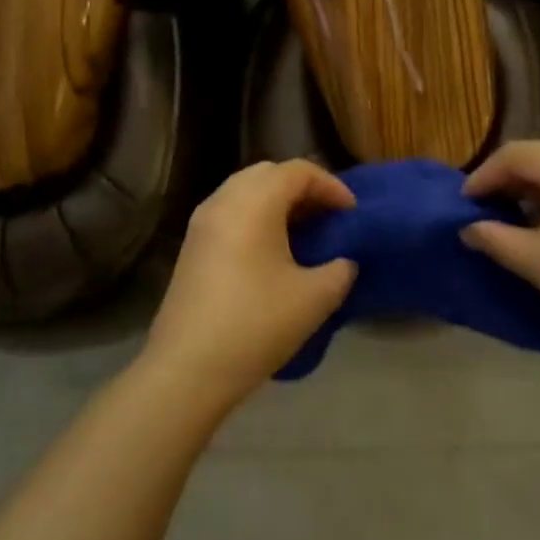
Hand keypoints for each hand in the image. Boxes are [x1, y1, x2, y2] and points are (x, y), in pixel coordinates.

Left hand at [143, 160, 358, 409]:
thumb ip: (340, 270)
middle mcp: (224, 200)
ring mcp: (202, 222)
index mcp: (254, 201)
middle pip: (268, 173)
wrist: (187, 368)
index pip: (298, 171)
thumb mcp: (314, 298)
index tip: (352, 213)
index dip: (331, 186)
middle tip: (328, 216)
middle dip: (302, 188)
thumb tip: (343, 261)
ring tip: (303, 233)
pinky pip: (230, 213)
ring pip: (245, 191)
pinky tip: (272, 252)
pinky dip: (256, 218)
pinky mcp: (192, 246)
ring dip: (277, 203)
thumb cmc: (256, 323)